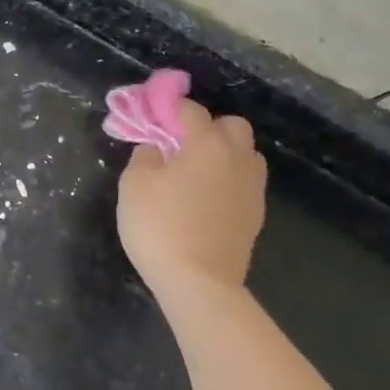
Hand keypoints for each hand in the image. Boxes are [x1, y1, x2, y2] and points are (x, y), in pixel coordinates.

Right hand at [116, 102, 267, 293]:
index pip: (190, 110)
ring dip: (222, 153)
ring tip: (193, 171)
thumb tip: (156, 147)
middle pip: (231, 126)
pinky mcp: (255, 214)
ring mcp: (251, 187)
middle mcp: (237, 158)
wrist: (199, 282)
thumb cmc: (160, 226)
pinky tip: (204, 197)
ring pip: (243, 153)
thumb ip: (144, 155)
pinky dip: (226, 178)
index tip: (150, 113)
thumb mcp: (134, 184)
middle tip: (177, 145)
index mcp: (207, 144)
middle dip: (206, 127)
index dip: (168, 107)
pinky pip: (243, 181)